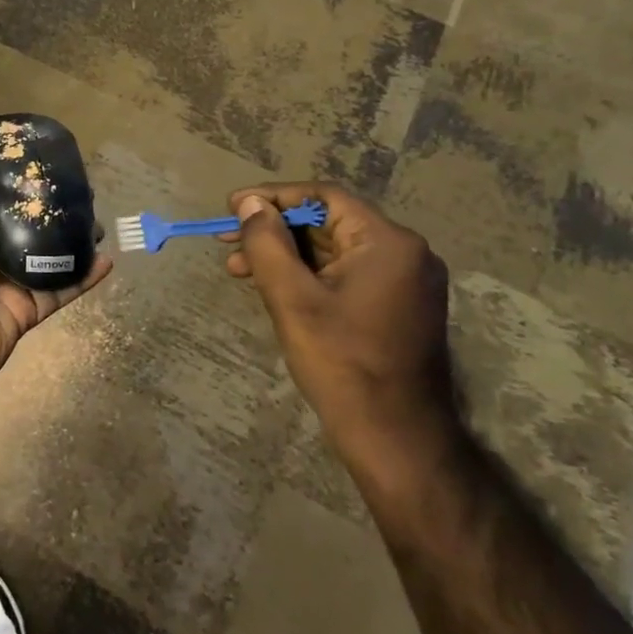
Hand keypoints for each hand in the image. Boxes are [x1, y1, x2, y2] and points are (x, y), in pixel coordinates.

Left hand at [0, 173, 111, 419]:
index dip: (11, 186)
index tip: (39, 166)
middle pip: (19, 227)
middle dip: (45, 211)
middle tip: (79, 192)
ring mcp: (2, 285)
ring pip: (42, 256)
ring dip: (69, 240)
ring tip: (98, 221)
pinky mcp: (22, 312)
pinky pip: (55, 291)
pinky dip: (80, 278)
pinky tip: (106, 261)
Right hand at [225, 182, 461, 487]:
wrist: (395, 437)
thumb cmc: (342, 363)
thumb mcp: (292, 298)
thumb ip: (267, 243)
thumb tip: (250, 204)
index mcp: (388, 243)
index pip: (324, 197)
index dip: (273, 197)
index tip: (231, 207)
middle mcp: (405, 253)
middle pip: (328, 222)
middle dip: (274, 229)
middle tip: (227, 241)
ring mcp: (404, 281)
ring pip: (332, 250)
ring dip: (284, 254)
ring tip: (238, 269)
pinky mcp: (396, 306)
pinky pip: (345, 273)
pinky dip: (306, 274)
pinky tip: (272, 286)